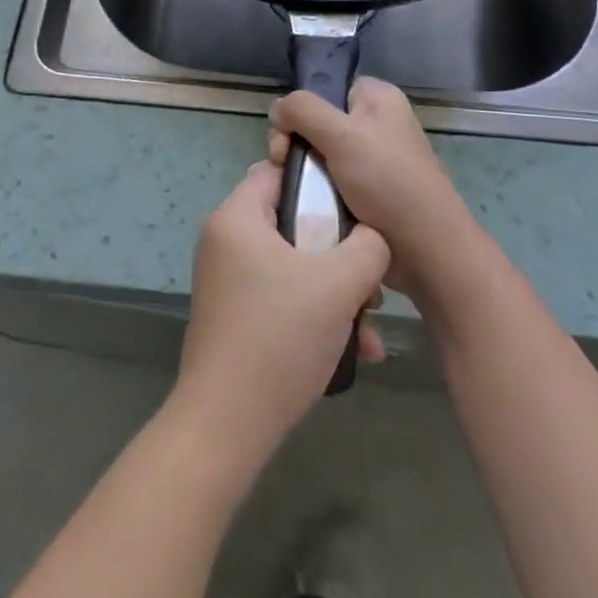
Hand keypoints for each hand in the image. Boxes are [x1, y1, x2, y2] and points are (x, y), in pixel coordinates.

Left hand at [175, 162, 389, 457]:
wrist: (226, 426)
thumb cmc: (280, 337)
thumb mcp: (338, 284)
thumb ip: (367, 247)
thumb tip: (372, 238)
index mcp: (237, 217)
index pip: (279, 172)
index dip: (321, 183)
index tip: (357, 209)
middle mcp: (226, 240)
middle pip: (293, 223)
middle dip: (339, 252)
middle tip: (370, 281)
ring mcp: (228, 280)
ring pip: (294, 266)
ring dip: (336, 292)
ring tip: (370, 327)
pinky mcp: (235, 316)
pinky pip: (282, 297)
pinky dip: (315, 315)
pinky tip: (354, 350)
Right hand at [269, 77, 482, 305]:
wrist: (426, 250)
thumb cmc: (387, 181)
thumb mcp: (342, 134)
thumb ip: (303, 110)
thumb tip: (277, 109)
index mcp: (378, 98)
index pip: (327, 88)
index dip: (302, 109)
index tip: (287, 137)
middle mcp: (377, 124)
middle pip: (317, 122)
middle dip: (295, 144)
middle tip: (283, 167)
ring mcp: (373, 160)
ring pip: (320, 156)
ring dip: (303, 173)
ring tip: (292, 192)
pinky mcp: (368, 193)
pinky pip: (330, 183)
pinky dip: (315, 193)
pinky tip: (306, 206)